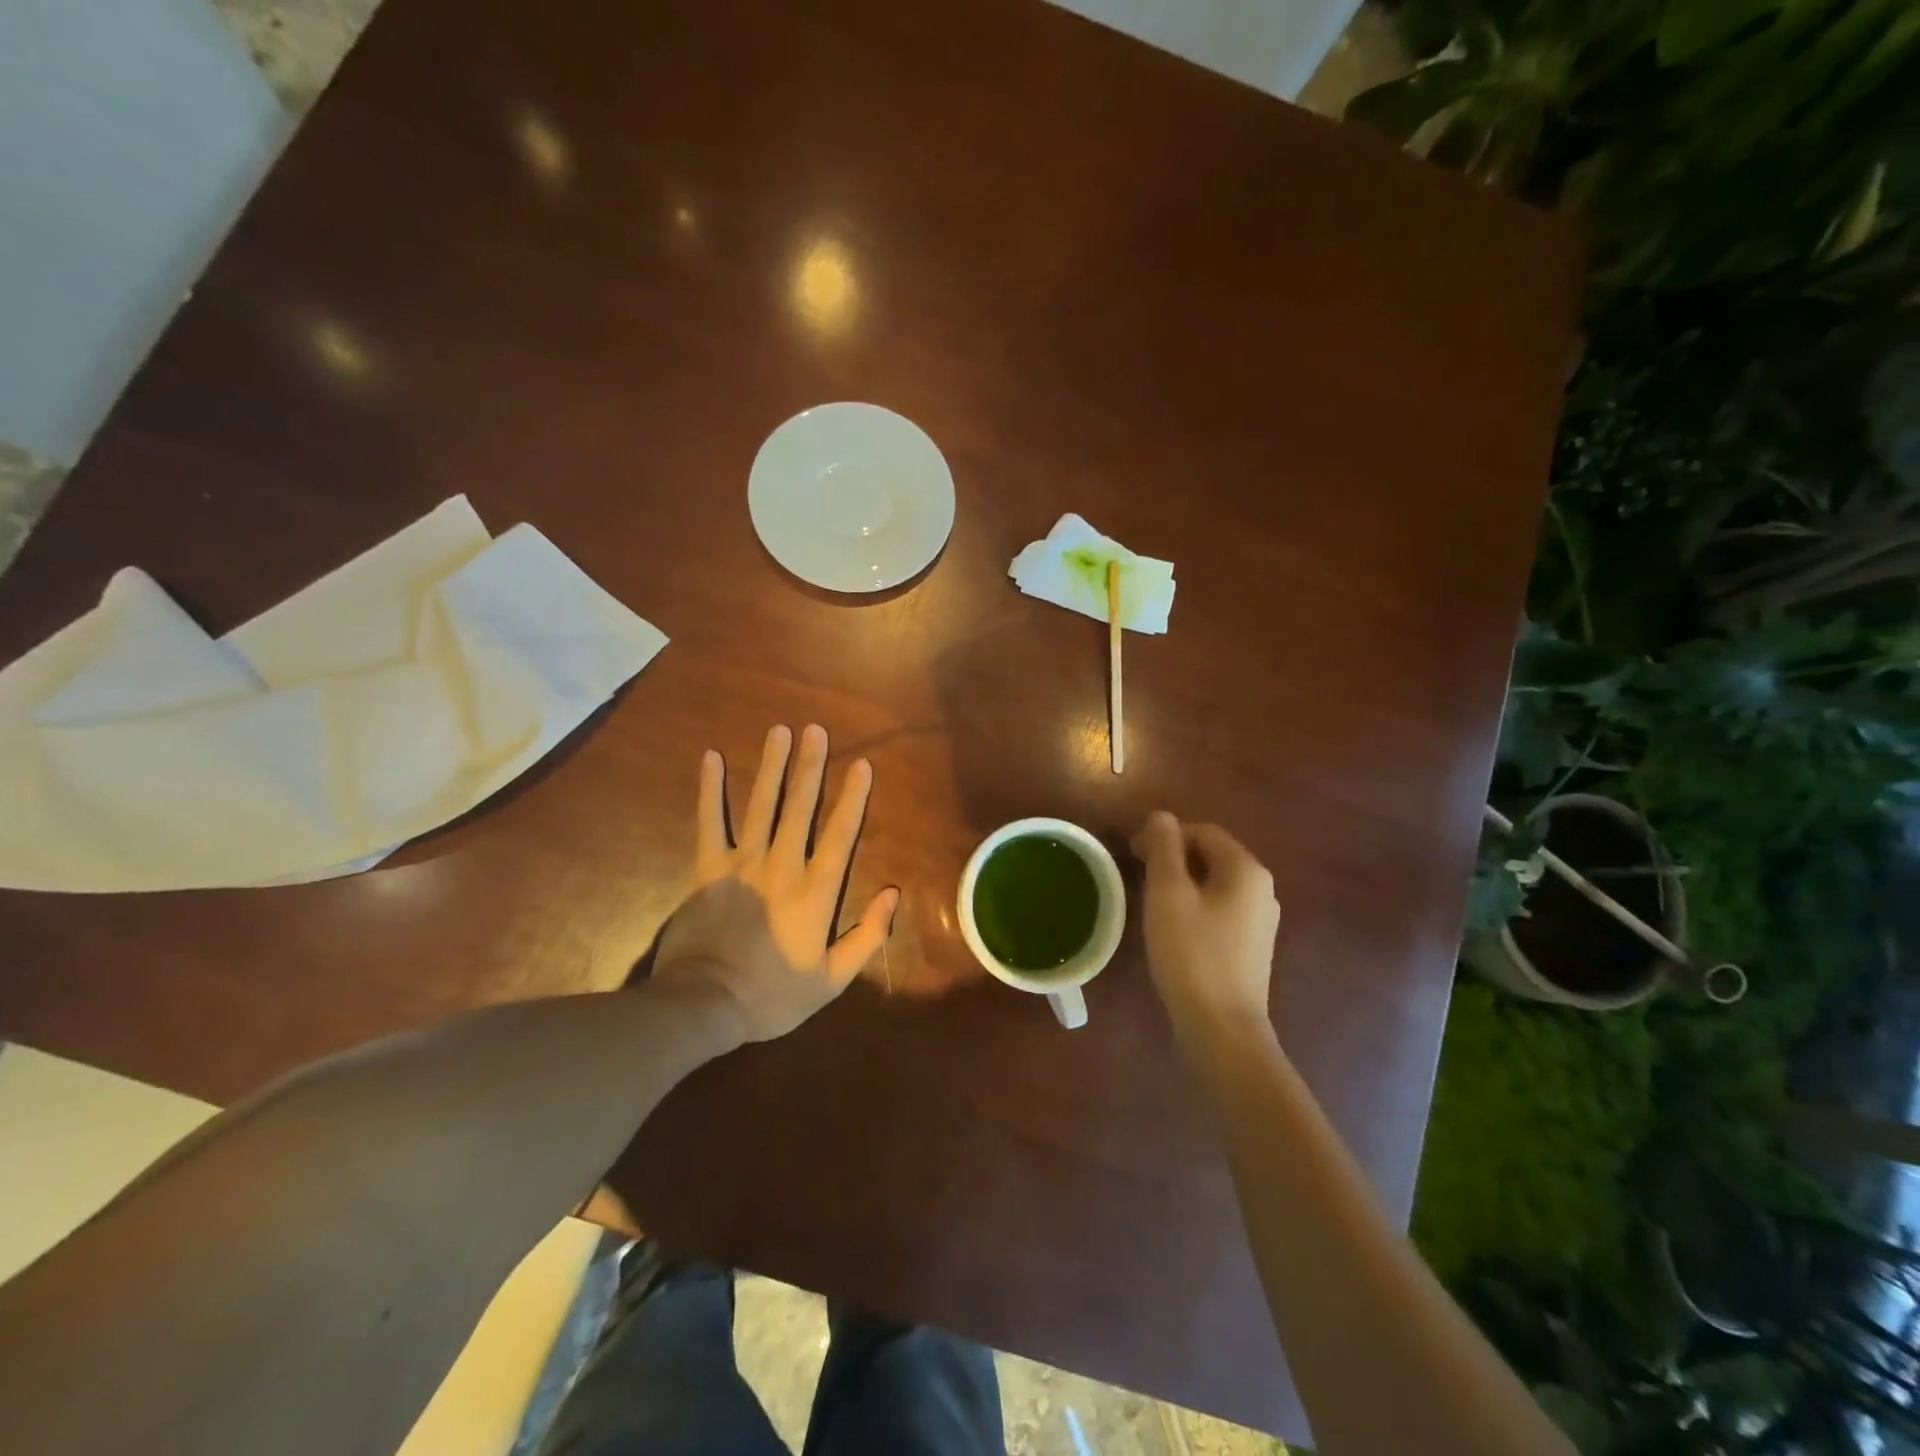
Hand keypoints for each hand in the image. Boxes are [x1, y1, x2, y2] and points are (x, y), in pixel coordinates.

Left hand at [653, 724, 898, 1042]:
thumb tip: (892, 894)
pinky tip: (711, 758)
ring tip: (779, 731)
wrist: (703, 1004)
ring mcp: (741, 863)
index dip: (853, 798)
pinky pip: (709, 822)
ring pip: (761, 805)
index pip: (840, 835)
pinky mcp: (708, 869)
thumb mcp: (831, 980)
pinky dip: (710, 790)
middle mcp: (781, 866)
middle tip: (816, 730)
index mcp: (814, 892)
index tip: (862, 765)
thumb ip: (867, 936)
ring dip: (771, 766)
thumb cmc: (772, 995)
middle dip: (810, 767)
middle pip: (799, 807)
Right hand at [1131, 811, 1280, 1051]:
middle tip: (1136, 874)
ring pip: (1215, 884)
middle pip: (1211, 855)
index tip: (1132, 853)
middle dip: (1172, 857)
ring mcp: (1261, 921)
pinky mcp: (1252, 947)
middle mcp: (1262, 889)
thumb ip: (1164, 849)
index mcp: (1245, 870)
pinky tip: (1173, 928)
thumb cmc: (1191, 955)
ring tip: (1150, 900)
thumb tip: (1162, 816)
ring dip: (1182, 882)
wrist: (1223, 1029)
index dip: (1165, 835)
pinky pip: (1220, 909)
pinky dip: (1195, 906)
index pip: (1202, 831)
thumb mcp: (1168, 895)